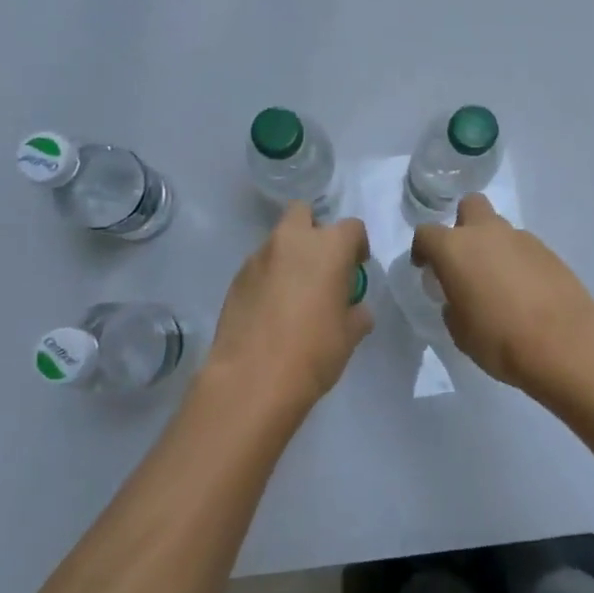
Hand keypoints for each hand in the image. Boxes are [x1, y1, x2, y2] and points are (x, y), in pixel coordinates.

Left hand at [207, 203, 372, 415]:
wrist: (252, 379)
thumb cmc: (313, 352)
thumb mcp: (349, 335)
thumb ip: (356, 313)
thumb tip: (354, 309)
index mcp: (328, 248)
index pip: (352, 228)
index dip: (357, 246)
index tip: (356, 268)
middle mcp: (292, 241)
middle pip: (303, 213)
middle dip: (314, 230)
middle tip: (321, 265)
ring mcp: (259, 258)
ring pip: (279, 241)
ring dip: (290, 256)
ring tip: (294, 294)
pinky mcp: (236, 279)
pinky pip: (259, 267)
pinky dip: (269, 278)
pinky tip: (271, 310)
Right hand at [412, 194, 593, 388]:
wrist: (564, 342)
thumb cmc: (499, 339)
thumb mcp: (460, 331)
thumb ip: (453, 306)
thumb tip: (459, 298)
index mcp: (455, 249)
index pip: (426, 233)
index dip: (422, 249)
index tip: (426, 268)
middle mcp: (486, 233)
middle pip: (470, 206)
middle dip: (463, 224)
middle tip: (465, 258)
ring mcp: (521, 238)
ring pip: (499, 228)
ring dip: (493, 246)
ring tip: (498, 282)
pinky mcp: (548, 251)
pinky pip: (523, 248)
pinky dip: (517, 261)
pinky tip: (524, 291)